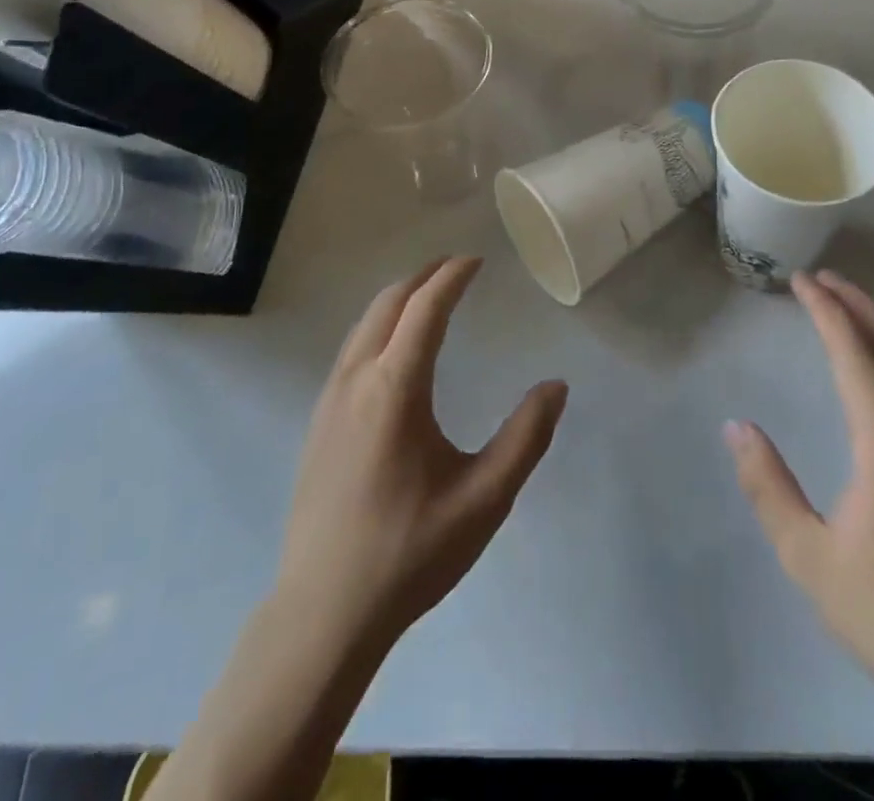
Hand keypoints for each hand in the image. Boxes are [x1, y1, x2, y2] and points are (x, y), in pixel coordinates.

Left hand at [274, 257, 567, 656]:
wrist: (322, 613)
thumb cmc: (409, 552)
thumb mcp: (484, 499)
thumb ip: (525, 438)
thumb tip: (555, 386)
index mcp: (394, 388)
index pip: (425, 308)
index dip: (452, 276)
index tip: (476, 259)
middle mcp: (356, 380)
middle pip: (388, 304)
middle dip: (423, 277)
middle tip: (457, 268)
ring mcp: (329, 400)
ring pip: (364, 325)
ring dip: (398, 299)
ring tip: (430, 297)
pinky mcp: (317, 422)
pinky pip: (351, 350)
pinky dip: (379, 326)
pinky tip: (395, 350)